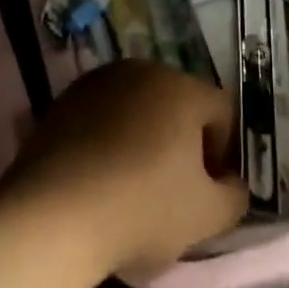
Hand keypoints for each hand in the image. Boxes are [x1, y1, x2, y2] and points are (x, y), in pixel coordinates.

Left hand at [0, 61, 247, 278]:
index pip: (222, 112)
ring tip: (134, 184)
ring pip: (138, 108)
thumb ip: (235, 196)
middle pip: (178, 104)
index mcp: (182, 88)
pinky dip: (109, 140)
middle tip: (176, 189)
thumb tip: (231, 184)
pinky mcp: (62, 101)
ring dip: (145, 138)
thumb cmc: (143, 210)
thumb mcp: (208, 216)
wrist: (53, 216)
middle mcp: (141, 71)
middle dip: (184, 141)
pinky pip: (102, 117)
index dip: (224, 153)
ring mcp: (97, 83)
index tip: (210, 191)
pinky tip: (100, 179)